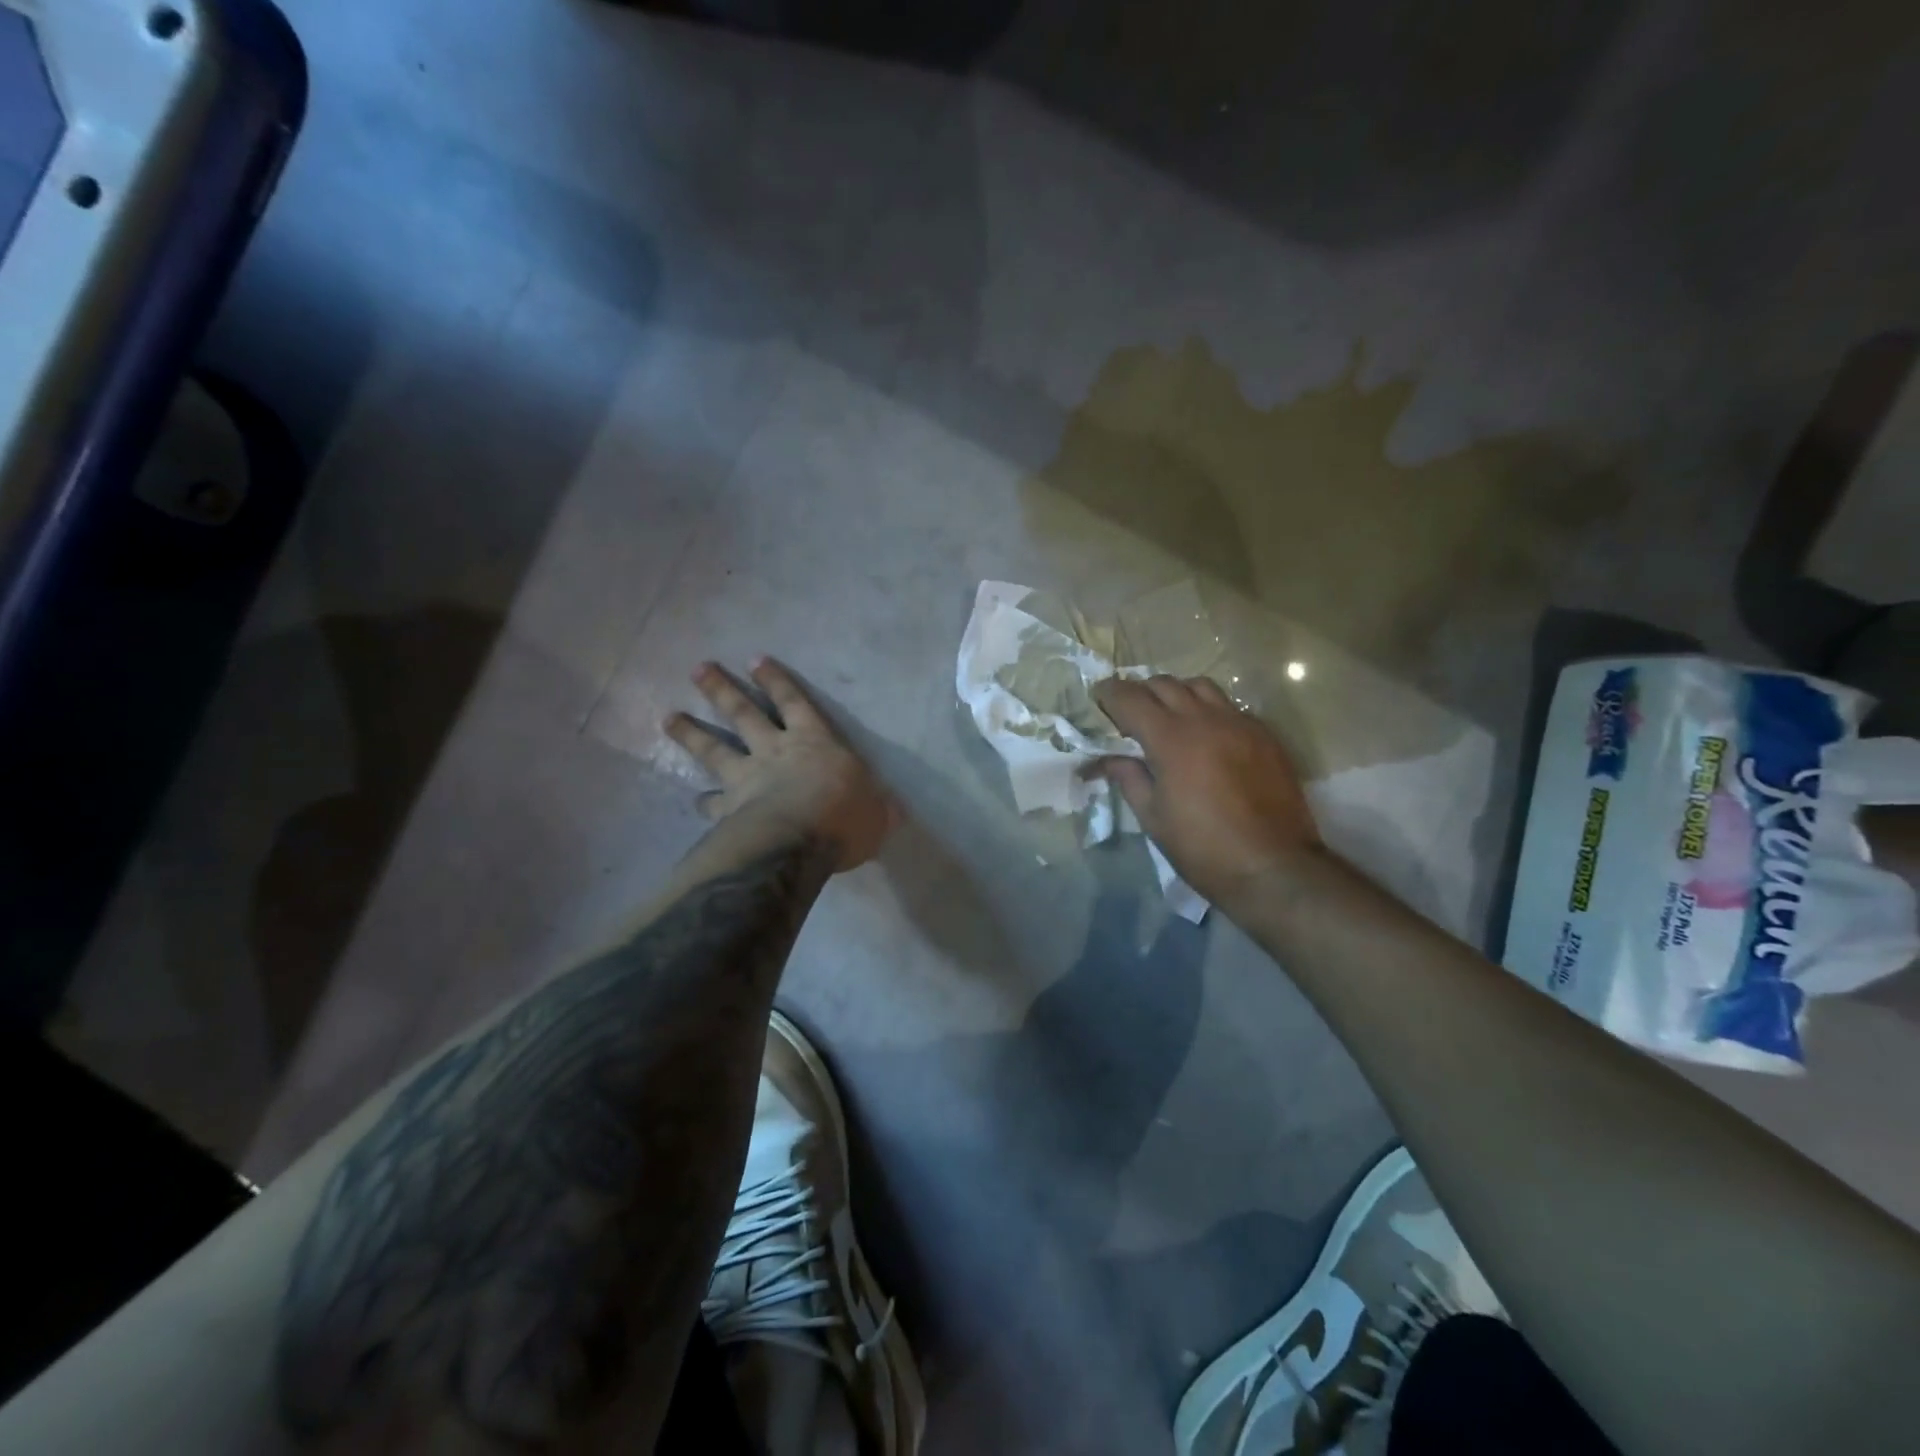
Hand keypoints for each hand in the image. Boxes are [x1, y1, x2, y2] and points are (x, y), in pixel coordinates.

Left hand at [666, 659, 898, 871]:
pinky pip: (712, 802)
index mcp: (814, 742)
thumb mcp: (877, 812)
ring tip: (669, 718)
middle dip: (721, 689)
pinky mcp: (729, 809)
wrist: (798, 842)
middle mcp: (775, 751)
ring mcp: (746, 778)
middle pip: (743, 713)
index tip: (755, 660)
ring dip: (691, 733)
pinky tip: (695, 800)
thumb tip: (891, 810)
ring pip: (714, 749)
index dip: (776, 681)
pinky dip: (704, 800)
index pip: (794, 702)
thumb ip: (878, 808)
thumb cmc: (844, 818)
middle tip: (697, 669)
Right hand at [1091, 676, 1321, 910]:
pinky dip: (1208, 709)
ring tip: (1168, 716)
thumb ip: (1128, 778)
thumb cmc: (1203, 848)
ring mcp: (1240, 723)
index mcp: (1171, 739)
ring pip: (1200, 686)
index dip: (1109, 694)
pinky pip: (1230, 706)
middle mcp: (1205, 719)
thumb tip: (1106, 759)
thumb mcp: (1153, 818)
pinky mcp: (1265, 735)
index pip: (1130, 698)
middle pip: (1164, 684)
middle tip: (1128, 713)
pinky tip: (1206, 735)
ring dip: (1176, 693)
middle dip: (1140, 691)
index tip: (1097, 698)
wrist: (1274, 867)